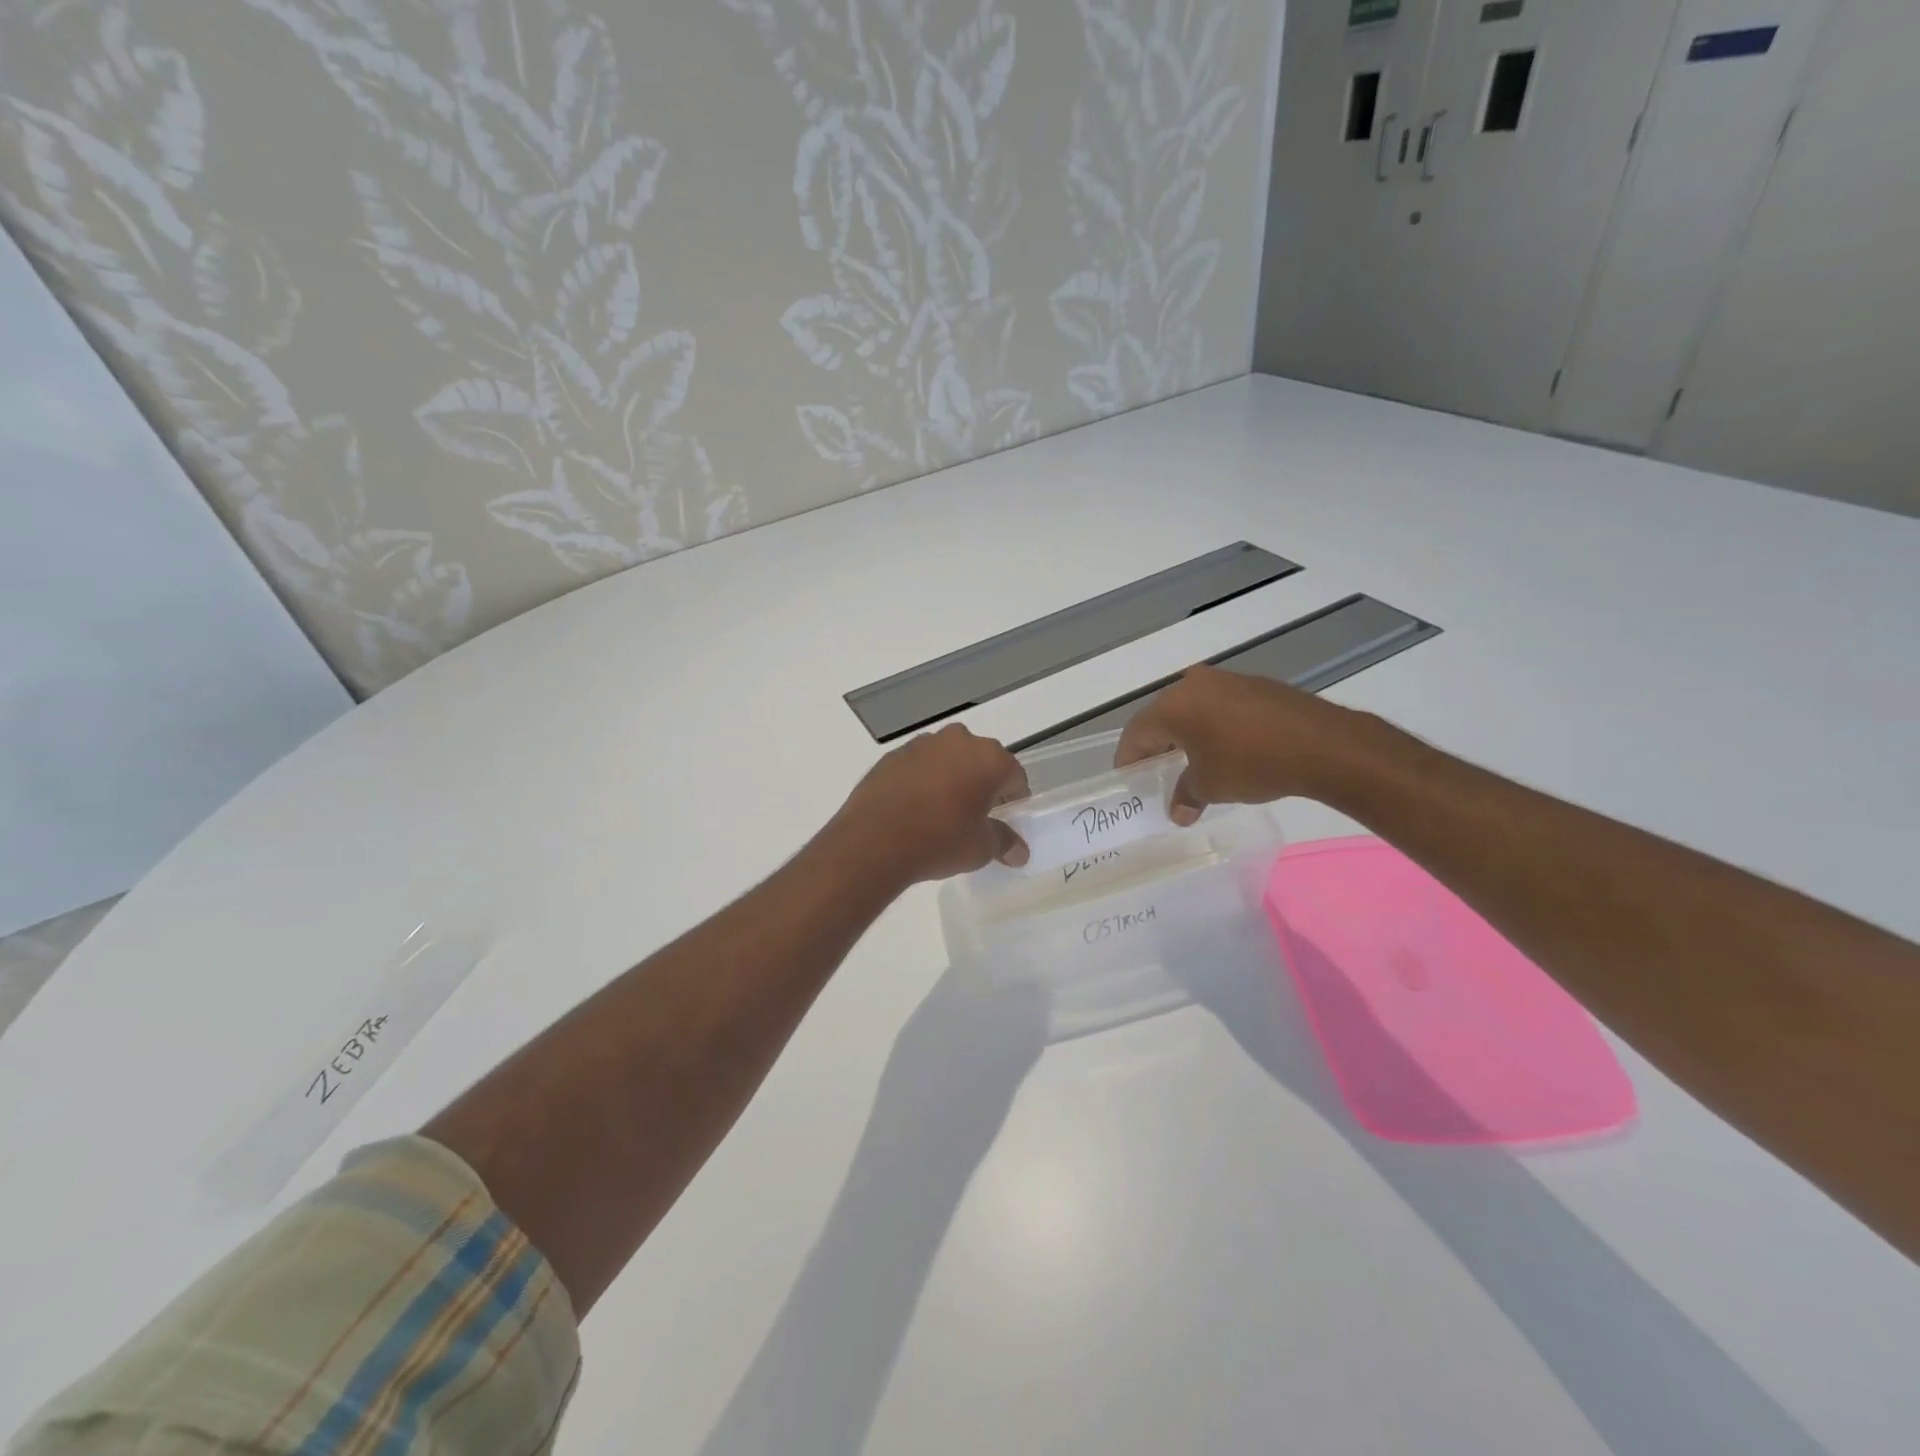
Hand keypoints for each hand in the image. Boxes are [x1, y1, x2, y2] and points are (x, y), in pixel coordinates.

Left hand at [830, 724, 1030, 882]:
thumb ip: (1004, 842)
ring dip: (951, 777)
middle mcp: (958, 741)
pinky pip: (919, 765)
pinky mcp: (892, 755)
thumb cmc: (940, 840)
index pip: (1013, 774)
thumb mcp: (980, 848)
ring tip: (943, 811)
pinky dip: (923, 780)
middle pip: (980, 760)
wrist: (874, 840)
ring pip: (947, 758)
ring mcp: (922, 744)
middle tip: (977, 814)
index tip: (1008, 817)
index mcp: (988, 758)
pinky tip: (915, 808)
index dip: (1014, 796)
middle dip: (982, 783)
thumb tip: (1019, 852)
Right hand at [1115, 664, 1368, 823]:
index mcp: (1173, 706)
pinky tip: (1226, 749)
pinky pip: (1220, 707)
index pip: (1136, 732)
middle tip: (1156, 772)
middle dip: (1157, 746)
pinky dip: (1213, 727)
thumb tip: (1178, 812)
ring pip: (1192, 709)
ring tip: (1191, 763)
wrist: (1323, 744)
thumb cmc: (1251, 764)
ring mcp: (1227, 681)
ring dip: (1187, 735)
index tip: (1129, 780)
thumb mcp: (1211, 786)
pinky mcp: (1255, 686)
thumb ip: (1186, 795)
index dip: (1128, 759)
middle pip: (1162, 717)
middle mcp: (1193, 685)